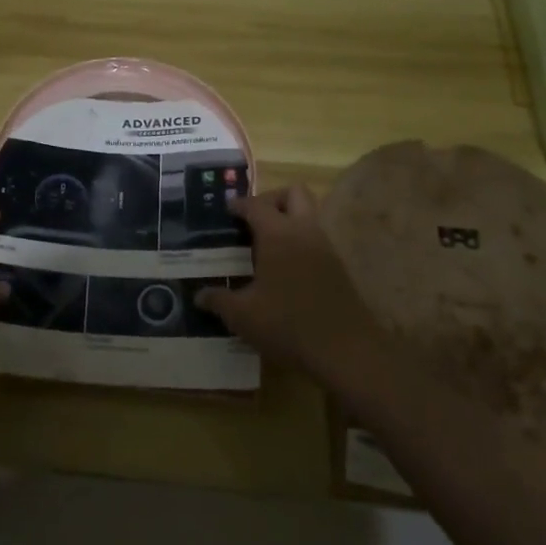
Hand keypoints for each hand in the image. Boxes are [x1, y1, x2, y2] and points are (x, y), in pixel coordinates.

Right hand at [196, 186, 379, 377]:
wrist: (346, 352)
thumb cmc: (288, 324)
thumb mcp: (243, 315)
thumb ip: (219, 301)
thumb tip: (198, 295)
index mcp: (278, 234)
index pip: (256, 205)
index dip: (239, 205)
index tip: (226, 211)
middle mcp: (304, 232)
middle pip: (294, 193)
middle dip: (272, 199)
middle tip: (253, 221)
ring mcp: (325, 248)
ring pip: (308, 216)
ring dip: (288, 221)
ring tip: (264, 247)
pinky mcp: (338, 268)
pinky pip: (315, 240)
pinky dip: (299, 243)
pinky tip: (283, 271)